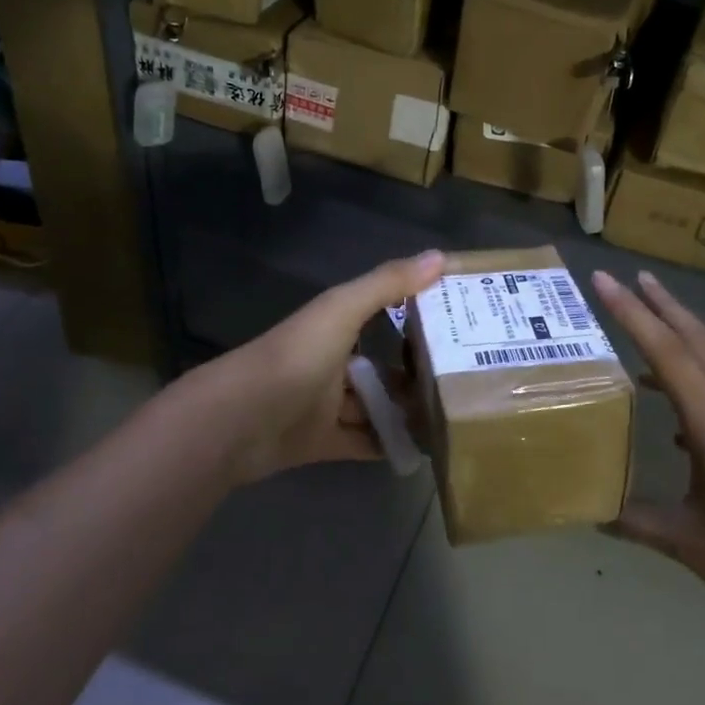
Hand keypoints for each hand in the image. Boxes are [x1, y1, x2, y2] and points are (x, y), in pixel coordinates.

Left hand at [203, 250, 445, 483]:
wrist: (240, 421)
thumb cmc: (296, 356)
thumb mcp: (343, 310)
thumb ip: (388, 284)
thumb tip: (441, 256)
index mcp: (334, 326)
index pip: (380, 314)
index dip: (413, 315)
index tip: (457, 323)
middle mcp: (331, 362)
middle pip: (380, 367)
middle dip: (414, 374)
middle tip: (463, 381)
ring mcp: (325, 405)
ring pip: (373, 406)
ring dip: (404, 412)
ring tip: (450, 417)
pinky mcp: (322, 442)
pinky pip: (363, 442)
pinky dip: (387, 445)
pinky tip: (421, 449)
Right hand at [591, 269, 704, 655]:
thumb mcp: (691, 544)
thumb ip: (638, 522)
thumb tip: (592, 511)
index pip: (667, 353)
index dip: (632, 313)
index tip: (606, 279)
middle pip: (700, 342)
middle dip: (665, 306)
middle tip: (634, 277)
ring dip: (684, 339)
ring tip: (651, 332)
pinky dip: (699, 383)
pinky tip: (680, 418)